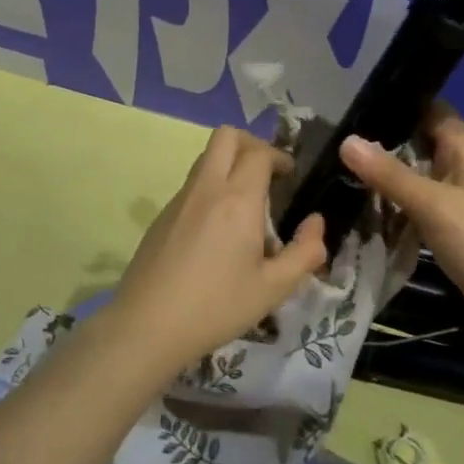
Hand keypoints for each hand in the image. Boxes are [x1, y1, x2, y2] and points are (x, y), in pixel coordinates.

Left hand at [102, 126, 327, 368]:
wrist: (147, 326)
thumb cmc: (217, 307)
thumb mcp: (273, 288)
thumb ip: (304, 252)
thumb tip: (316, 223)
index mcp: (237, 199)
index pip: (259, 153)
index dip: (279, 156)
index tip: (290, 176)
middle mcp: (206, 188)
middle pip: (226, 136)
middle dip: (252, 144)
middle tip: (267, 173)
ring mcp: (178, 200)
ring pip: (205, 159)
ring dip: (229, 166)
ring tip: (245, 205)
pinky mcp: (160, 217)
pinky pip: (191, 186)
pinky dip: (210, 189)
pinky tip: (216, 232)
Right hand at [340, 103, 463, 346]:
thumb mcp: (432, 204)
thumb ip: (389, 174)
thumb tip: (346, 141)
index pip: (430, 110)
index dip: (398, 104)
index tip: (356, 107)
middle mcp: (461, 167)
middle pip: (418, 143)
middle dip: (383, 144)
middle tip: (336, 143)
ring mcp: (458, 199)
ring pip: (416, 177)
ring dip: (387, 178)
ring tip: (339, 173)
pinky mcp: (452, 227)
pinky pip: (419, 207)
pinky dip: (396, 207)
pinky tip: (365, 210)